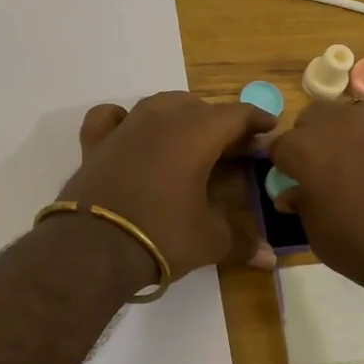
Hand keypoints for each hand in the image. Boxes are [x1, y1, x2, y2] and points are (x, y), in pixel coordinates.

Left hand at [61, 92, 277, 278]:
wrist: (93, 247)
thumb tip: (270, 258)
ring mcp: (125, 128)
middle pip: (198, 107)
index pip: (235, 114)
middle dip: (220, 122)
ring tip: (190, 138)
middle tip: (233, 147)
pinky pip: (111, 117)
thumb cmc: (161, 236)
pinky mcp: (95, 143)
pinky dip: (125, 119)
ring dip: (179, 115)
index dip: (256, 119)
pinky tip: (130, 130)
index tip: (269, 127)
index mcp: (196, 134)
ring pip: (158, 104)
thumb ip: (242, 242)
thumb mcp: (210, 241)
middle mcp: (160, 120)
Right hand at [269, 99, 363, 292]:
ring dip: (344, 138)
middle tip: (321, 174)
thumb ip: (303, 207)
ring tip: (358, 172)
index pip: (278, 147)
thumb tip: (293, 193)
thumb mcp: (321, 237)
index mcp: (307, 147)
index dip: (282, 167)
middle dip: (309, 141)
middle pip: (312, 119)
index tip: (290, 186)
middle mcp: (340, 122)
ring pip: (348, 118)